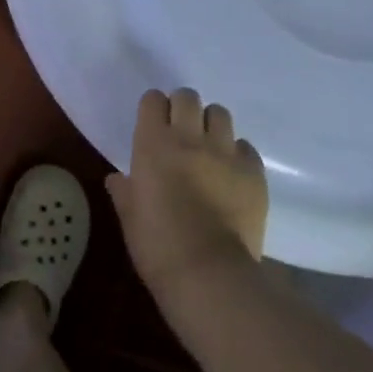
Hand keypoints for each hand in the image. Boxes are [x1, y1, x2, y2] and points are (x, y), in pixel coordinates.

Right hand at [107, 88, 267, 311]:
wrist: (209, 273)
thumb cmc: (157, 244)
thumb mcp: (129, 216)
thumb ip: (124, 190)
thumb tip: (118, 179)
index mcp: (153, 143)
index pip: (153, 100)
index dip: (152, 109)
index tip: (151, 124)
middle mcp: (190, 138)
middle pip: (188, 97)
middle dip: (182, 107)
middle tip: (179, 130)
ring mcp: (226, 153)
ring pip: (220, 114)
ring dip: (210, 125)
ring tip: (208, 146)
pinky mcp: (254, 173)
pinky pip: (246, 147)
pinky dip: (237, 153)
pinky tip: (230, 172)